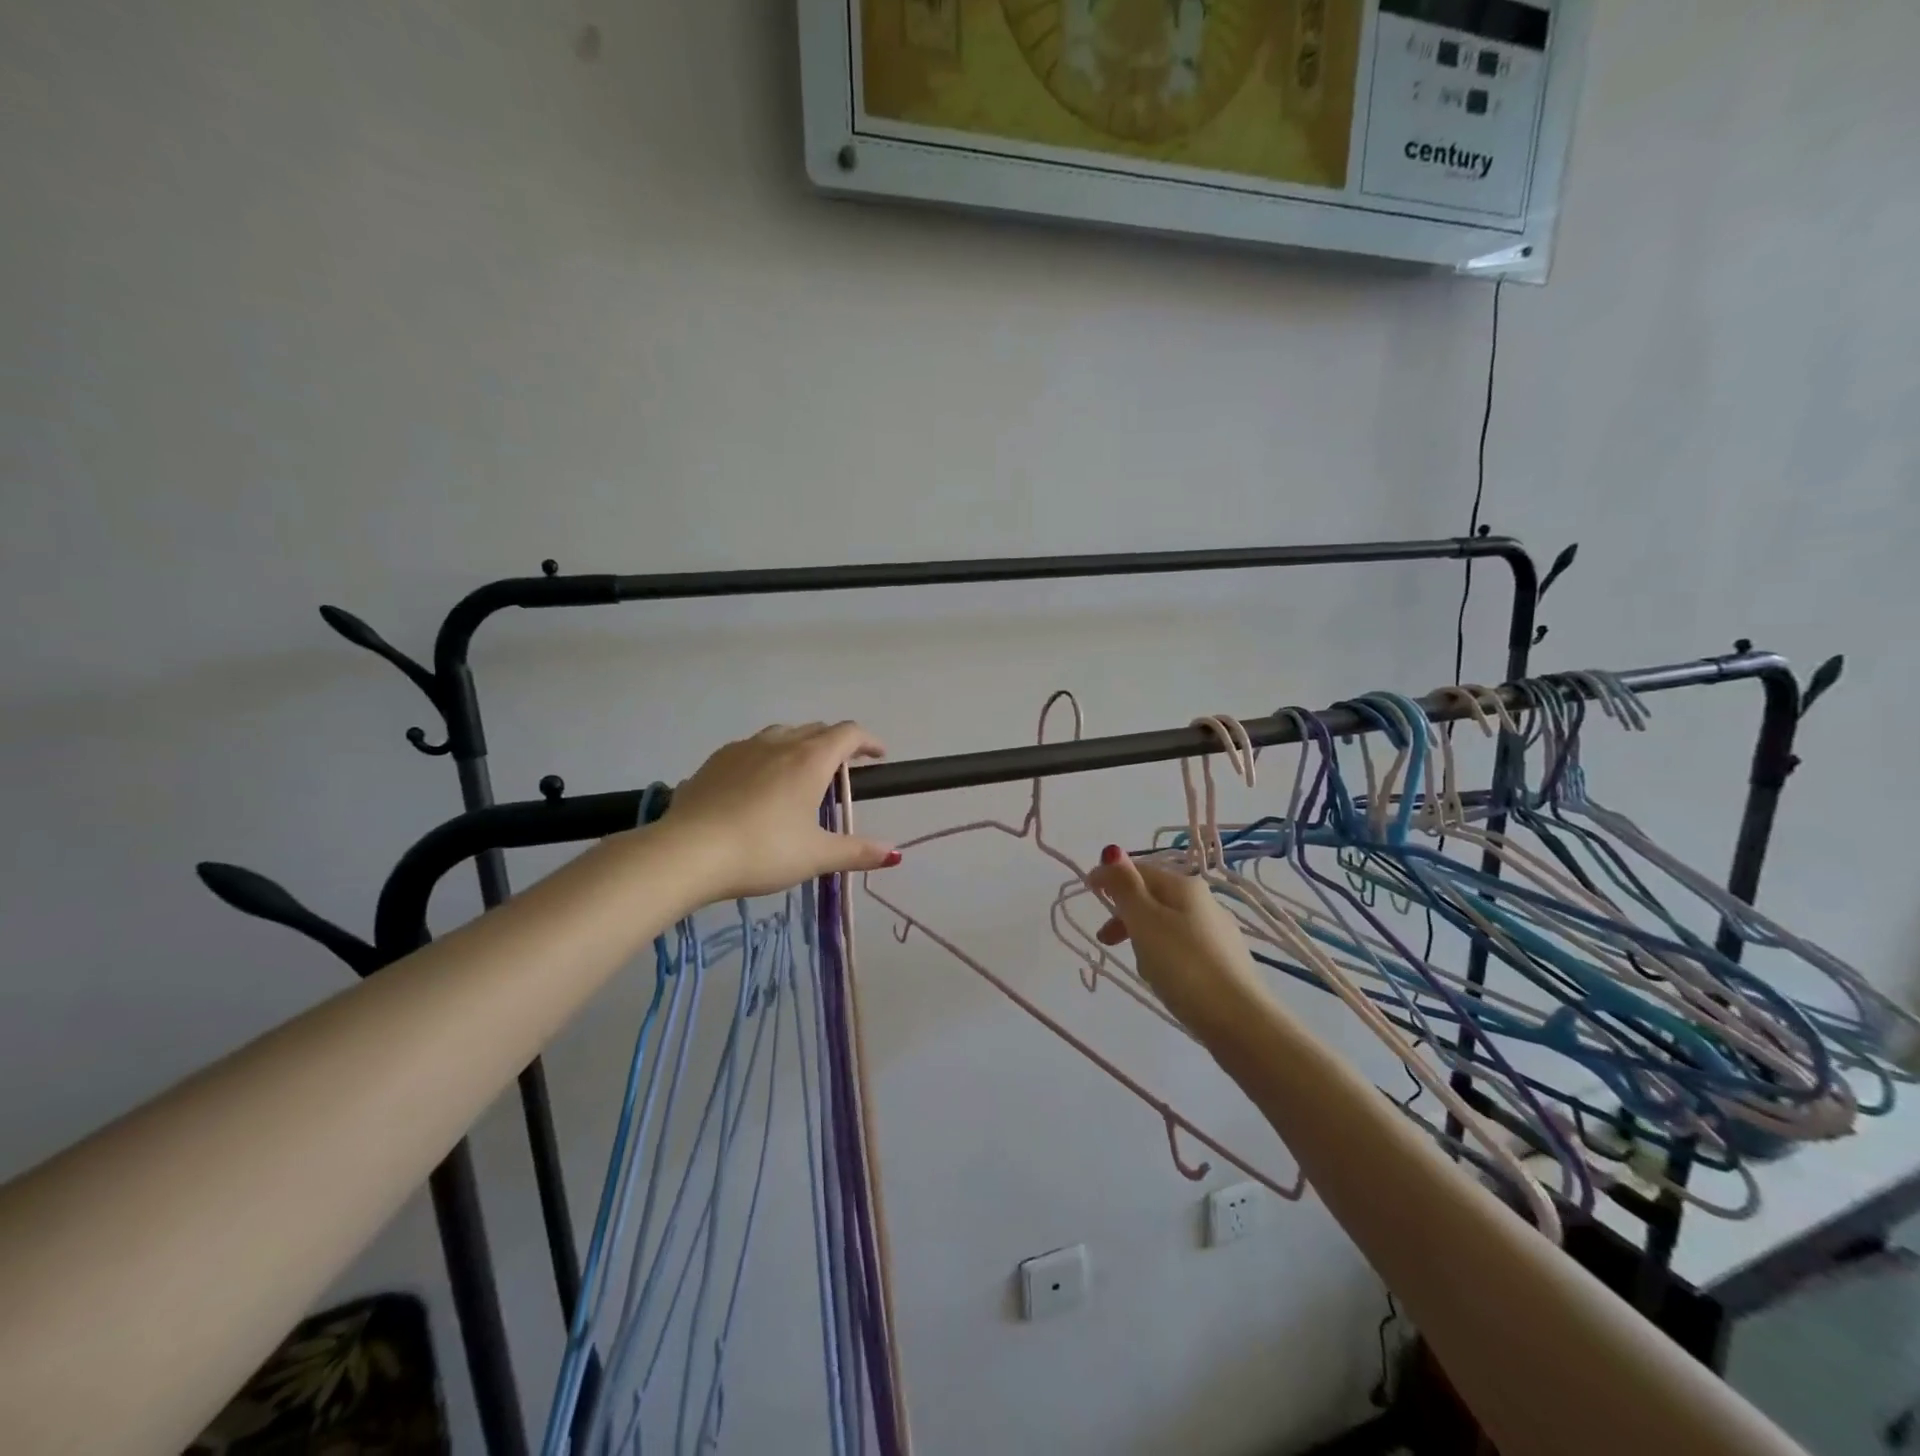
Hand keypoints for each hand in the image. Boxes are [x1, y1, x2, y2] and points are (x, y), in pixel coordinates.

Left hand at [662, 722, 898, 901]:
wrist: (687, 852)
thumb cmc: (762, 851)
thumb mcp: (816, 856)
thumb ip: (857, 852)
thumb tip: (894, 853)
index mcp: (810, 759)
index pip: (848, 734)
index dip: (868, 741)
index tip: (879, 757)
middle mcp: (779, 743)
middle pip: (816, 729)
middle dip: (836, 744)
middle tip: (845, 770)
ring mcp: (742, 749)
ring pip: (781, 735)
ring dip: (800, 745)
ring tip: (801, 773)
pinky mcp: (714, 762)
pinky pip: (751, 749)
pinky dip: (767, 757)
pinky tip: (758, 785)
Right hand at [1087, 849, 1267, 1035]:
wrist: (1240, 1022)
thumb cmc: (1184, 966)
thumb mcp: (1145, 921)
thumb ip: (1125, 886)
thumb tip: (1112, 850)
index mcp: (1185, 886)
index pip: (1139, 870)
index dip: (1111, 877)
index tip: (1087, 893)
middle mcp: (1205, 902)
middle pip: (1153, 898)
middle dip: (1125, 914)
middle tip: (1106, 940)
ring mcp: (1217, 933)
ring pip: (1167, 925)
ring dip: (1144, 938)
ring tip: (1139, 967)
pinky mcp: (1224, 963)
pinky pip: (1182, 948)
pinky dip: (1165, 957)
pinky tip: (1166, 981)